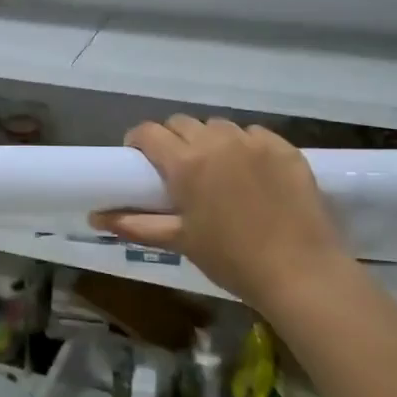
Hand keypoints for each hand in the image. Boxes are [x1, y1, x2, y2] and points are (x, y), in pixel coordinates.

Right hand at [90, 116, 356, 309]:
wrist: (301, 273)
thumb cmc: (232, 260)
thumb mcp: (180, 241)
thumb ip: (134, 224)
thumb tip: (94, 216)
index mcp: (186, 163)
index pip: (148, 132)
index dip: (138, 141)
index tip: (138, 158)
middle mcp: (216, 142)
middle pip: (181, 123)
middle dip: (173, 140)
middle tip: (178, 169)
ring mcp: (254, 141)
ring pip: (218, 126)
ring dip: (209, 141)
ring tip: (217, 170)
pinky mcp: (284, 147)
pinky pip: (254, 134)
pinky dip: (245, 146)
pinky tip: (251, 173)